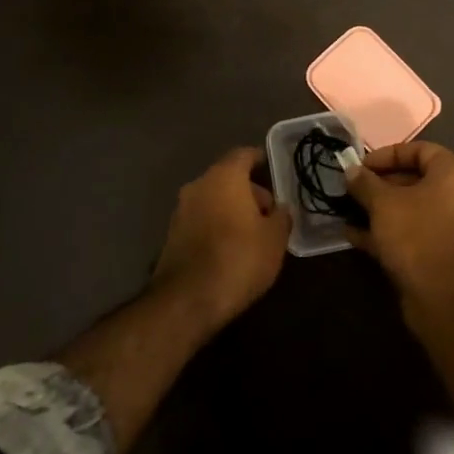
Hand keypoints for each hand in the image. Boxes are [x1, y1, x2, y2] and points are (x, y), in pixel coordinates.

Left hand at [153, 148, 290, 326]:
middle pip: (227, 177)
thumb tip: (280, 208)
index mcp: (224, 176)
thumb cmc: (239, 258)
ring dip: (230, 209)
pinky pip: (200, 219)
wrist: (187, 300)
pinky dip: (215, 226)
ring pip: (212, 199)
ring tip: (251, 235)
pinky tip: (229, 249)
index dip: (259, 159)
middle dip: (248, 191)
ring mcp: (181, 210)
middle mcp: (198, 185)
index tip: (271, 169)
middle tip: (268, 214)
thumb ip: (281, 217)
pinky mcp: (171, 235)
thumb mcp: (275, 239)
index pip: (243, 154)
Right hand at [346, 141, 453, 305]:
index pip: (419, 150)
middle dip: (380, 185)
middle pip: (415, 180)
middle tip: (352, 190)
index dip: (387, 154)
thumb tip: (351, 170)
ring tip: (348, 212)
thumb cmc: (416, 236)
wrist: (444, 300)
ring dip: (380, 210)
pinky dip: (388, 232)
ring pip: (412, 210)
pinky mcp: (445, 254)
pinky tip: (356, 237)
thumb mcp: (383, 203)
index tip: (361, 166)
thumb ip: (365, 183)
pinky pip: (414, 233)